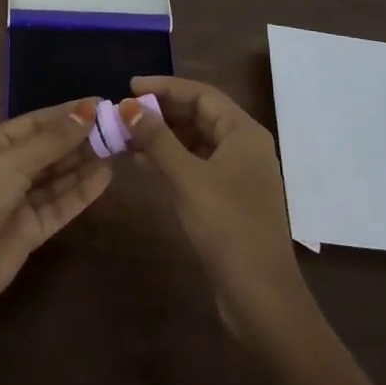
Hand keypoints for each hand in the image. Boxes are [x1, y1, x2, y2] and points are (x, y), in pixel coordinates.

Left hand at [0, 99, 110, 329]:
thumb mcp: (12, 161)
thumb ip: (53, 140)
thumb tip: (88, 110)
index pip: (36, 123)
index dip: (67, 114)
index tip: (101, 105)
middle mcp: (6, 170)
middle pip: (49, 150)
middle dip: (80, 138)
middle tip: (118, 128)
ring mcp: (18, 202)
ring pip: (57, 177)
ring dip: (84, 163)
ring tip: (118, 148)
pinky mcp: (30, 232)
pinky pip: (60, 206)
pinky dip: (81, 192)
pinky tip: (105, 177)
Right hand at [120, 77, 308, 345]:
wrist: (261, 298)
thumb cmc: (227, 227)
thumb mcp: (187, 178)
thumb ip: (157, 139)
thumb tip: (127, 105)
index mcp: (243, 132)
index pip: (201, 94)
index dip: (165, 86)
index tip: (129, 87)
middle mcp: (243, 146)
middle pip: (198, 115)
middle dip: (161, 112)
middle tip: (124, 112)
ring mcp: (237, 174)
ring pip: (194, 141)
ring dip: (162, 137)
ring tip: (125, 136)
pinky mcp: (227, 199)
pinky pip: (195, 165)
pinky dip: (170, 160)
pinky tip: (141, 163)